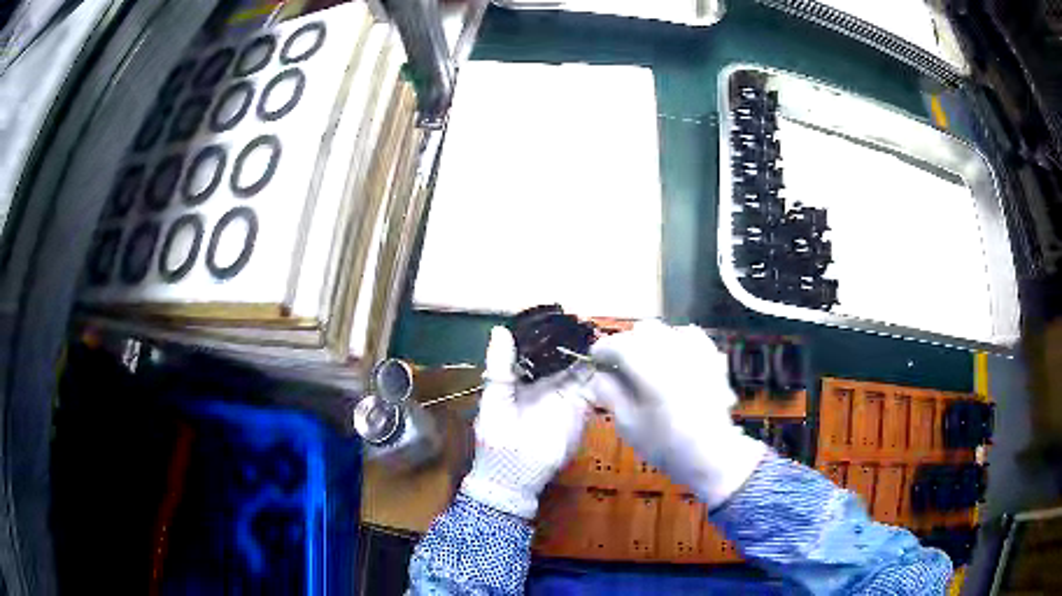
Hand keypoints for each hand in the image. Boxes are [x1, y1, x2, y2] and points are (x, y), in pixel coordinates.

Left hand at [459, 327, 593, 518]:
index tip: (561, 313)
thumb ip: (500, 366)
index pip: (539, 349)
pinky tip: (607, 354)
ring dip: (589, 351)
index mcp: (523, 377)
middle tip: (586, 318)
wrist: (514, 475)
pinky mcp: (580, 408)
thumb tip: (500, 329)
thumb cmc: (497, 438)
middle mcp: (546, 382)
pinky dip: (600, 371)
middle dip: (574, 339)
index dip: (549, 333)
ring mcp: (565, 395)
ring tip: (598, 331)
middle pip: (563, 355)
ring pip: (581, 367)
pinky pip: (593, 386)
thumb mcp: (494, 398)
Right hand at [590, 320, 766, 508]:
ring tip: (644, 361)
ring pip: (666, 330)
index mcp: (651, 370)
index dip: (603, 348)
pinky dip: (677, 340)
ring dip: (650, 340)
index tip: (595, 358)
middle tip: (618, 364)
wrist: (711, 455)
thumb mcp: (629, 426)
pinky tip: (673, 355)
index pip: (619, 344)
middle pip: (643, 330)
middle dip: (626, 342)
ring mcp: (696, 354)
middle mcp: (674, 354)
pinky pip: (691, 336)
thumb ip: (611, 395)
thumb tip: (599, 376)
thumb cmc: (666, 446)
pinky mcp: (712, 360)